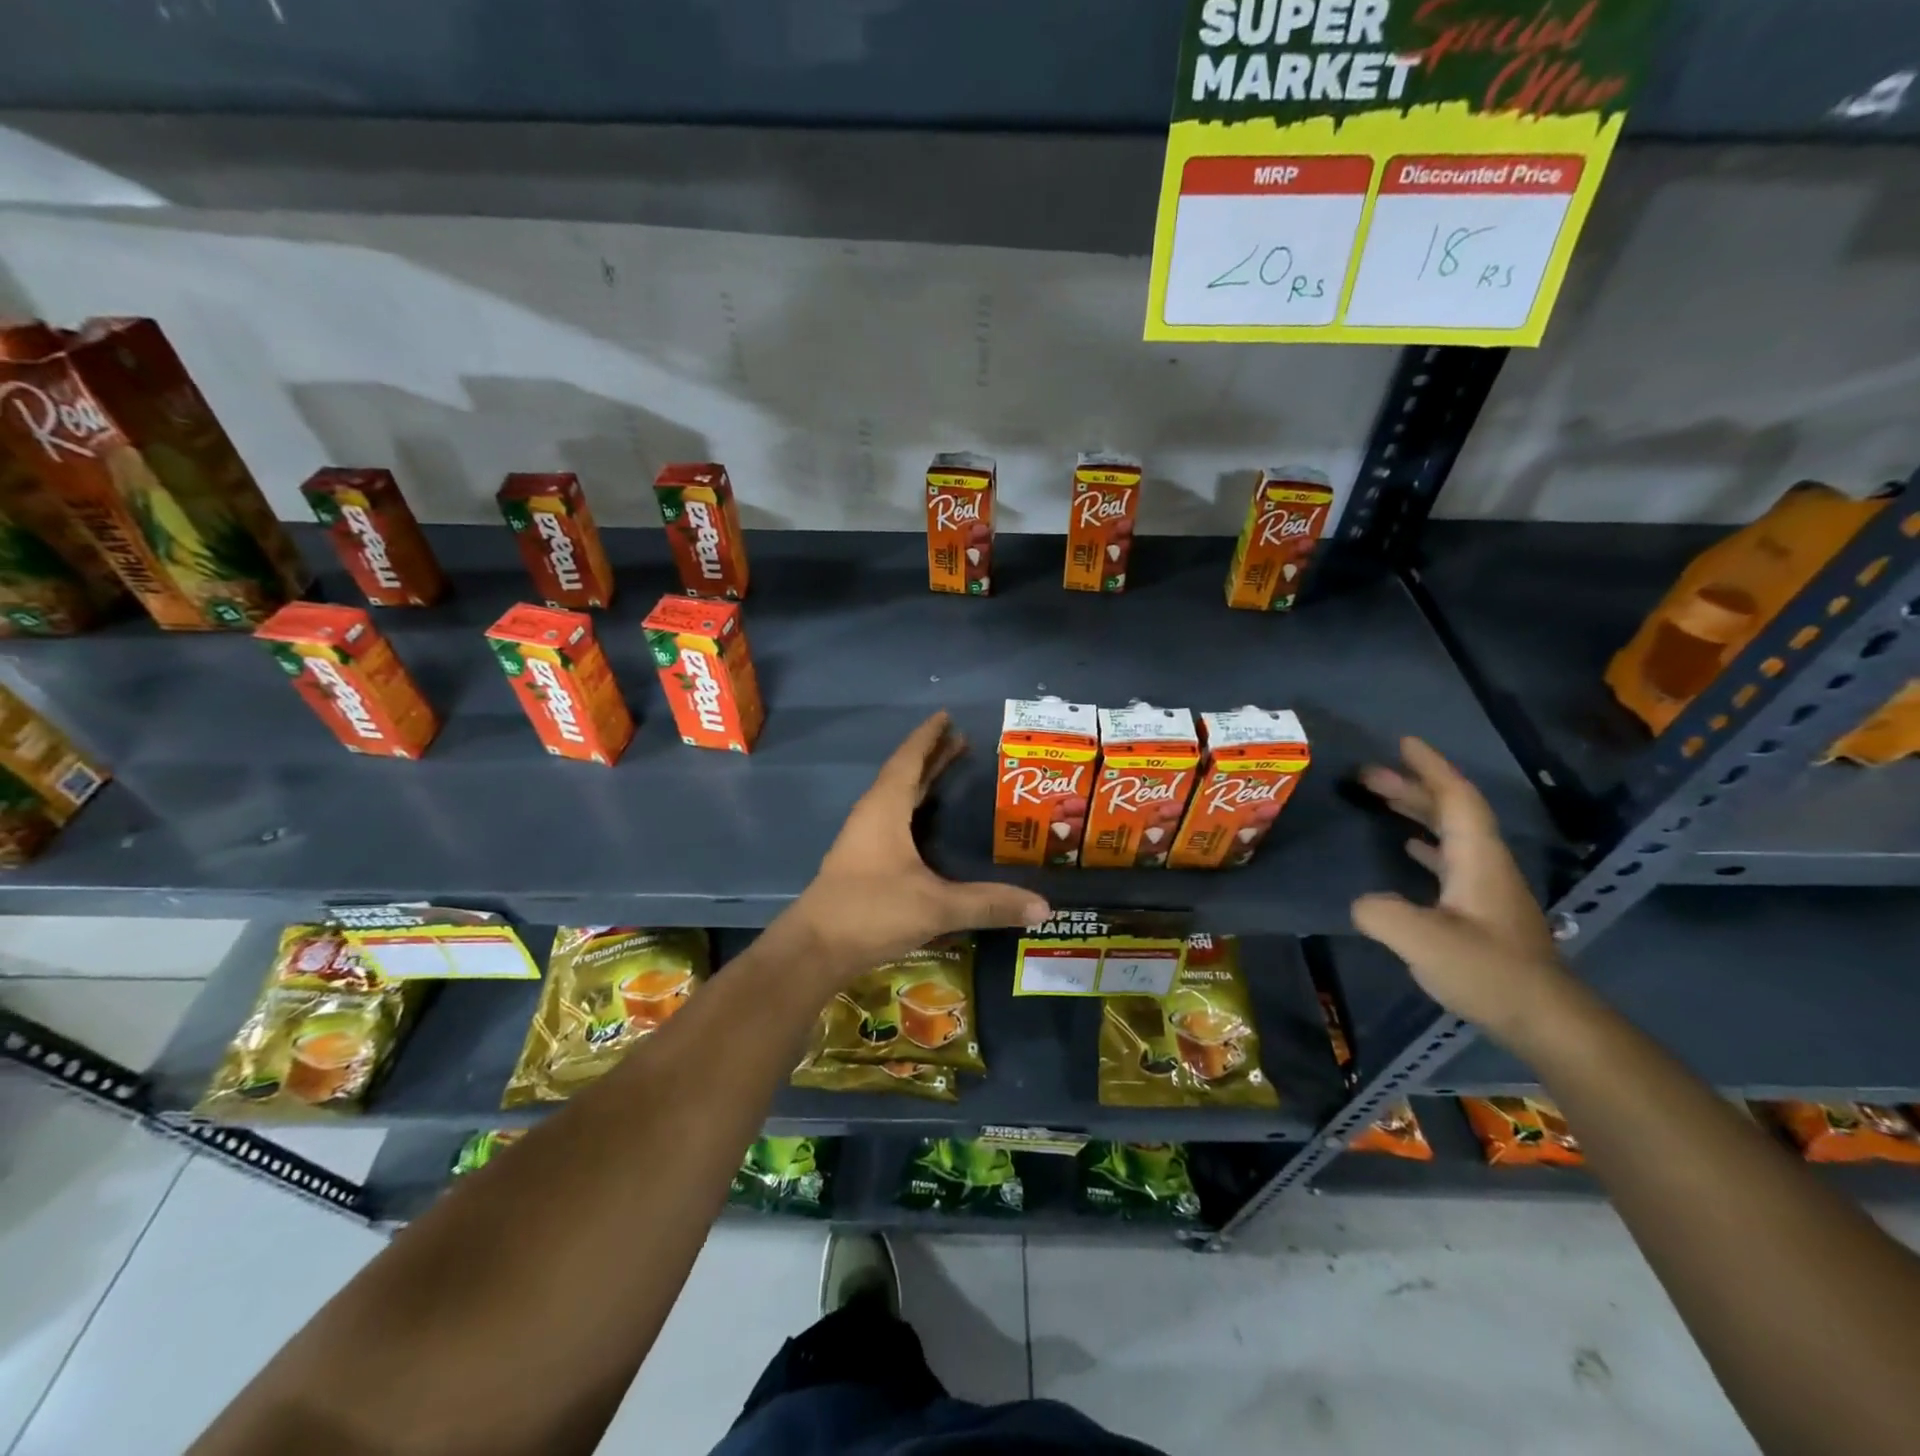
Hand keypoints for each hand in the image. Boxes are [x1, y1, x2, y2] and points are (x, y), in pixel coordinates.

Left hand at [784, 712, 1048, 981]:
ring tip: (949, 772)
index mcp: (885, 808)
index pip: (909, 760)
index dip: (928, 737)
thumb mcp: (936, 906)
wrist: (815, 949)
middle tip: (963, 741)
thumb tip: (1043, 906)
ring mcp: (863, 839)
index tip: (946, 716)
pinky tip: (926, 823)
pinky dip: (913, 808)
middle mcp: (872, 815)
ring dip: (922, 782)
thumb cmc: (871, 911)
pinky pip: (892, 819)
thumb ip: (989, 904)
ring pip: (896, 798)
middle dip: (932, 757)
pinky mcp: (862, 861)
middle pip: (905, 774)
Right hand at [1350, 737, 1568, 1044]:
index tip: (1403, 743)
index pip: (1455, 798)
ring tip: (1381, 800)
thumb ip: (1381, 912)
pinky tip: (1407, 848)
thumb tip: (1361, 902)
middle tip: (1367, 775)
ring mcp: (1486, 887)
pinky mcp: (1482, 910)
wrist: (1545, 1018)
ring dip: (1417, 811)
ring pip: (1451, 833)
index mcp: (1477, 858)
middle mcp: (1485, 864)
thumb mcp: (1422, 941)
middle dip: (1411, 786)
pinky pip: (1450, 858)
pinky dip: (1426, 842)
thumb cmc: (1487, 971)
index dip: (1430, 768)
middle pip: (1451, 810)